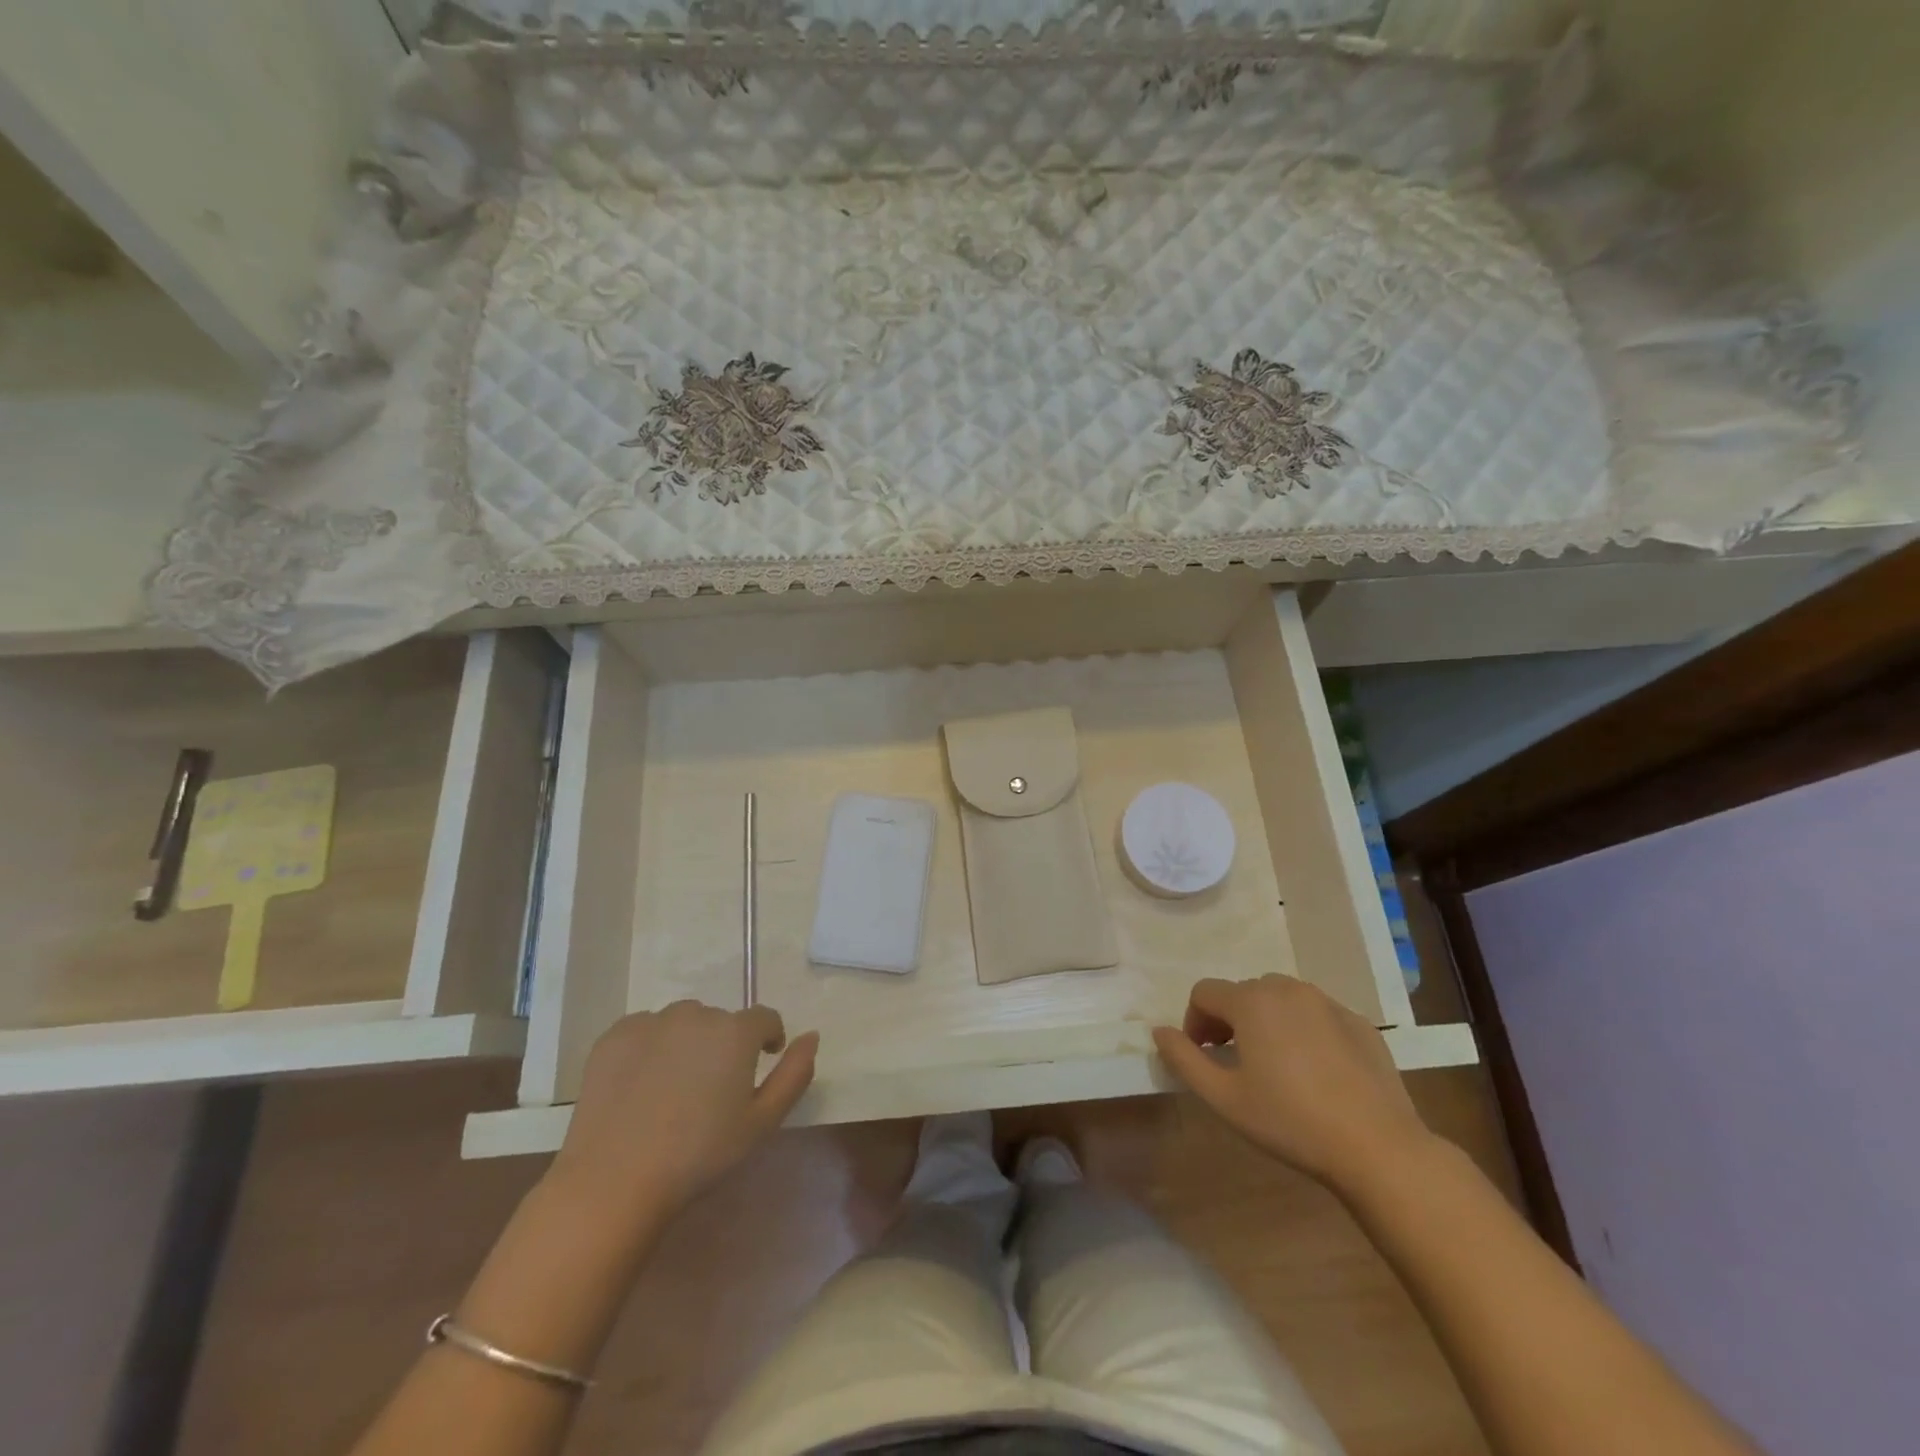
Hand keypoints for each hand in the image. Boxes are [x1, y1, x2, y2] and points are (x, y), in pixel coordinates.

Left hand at [548, 1002, 817, 1227]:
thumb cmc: (699, 1155)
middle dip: (723, 1045)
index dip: (767, 1040)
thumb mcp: (762, 1123)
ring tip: (674, 1088)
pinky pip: (644, 1030)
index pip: (765, 1018)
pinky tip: (641, 1086)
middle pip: (720, 1021)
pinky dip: (649, 1048)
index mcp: (735, 1031)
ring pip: (682, 1022)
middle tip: (711, 1090)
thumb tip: (812, 1036)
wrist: (615, 1181)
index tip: (760, 1065)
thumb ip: (795, 1074)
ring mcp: (651, 1021)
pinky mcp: (614, 1036)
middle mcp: (696, 1014)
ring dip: (687, 1042)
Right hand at [1152, 975, 1433, 1195]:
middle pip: (1242, 992)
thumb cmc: (1290, 1121)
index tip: (1202, 1056)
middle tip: (1234, 1061)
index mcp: (1251, 1001)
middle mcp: (1287, 988)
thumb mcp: (1223, 1098)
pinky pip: (1316, 1013)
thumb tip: (1159, 1031)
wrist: (1378, 1148)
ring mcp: (1327, 1002)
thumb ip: (1183, 1059)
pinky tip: (1314, 1071)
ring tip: (1273, 1063)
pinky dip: (1303, 1029)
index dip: (1194, 1021)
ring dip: (1265, 1020)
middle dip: (1229, 1019)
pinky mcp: (1358, 1022)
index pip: (1204, 992)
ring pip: (1280, 998)